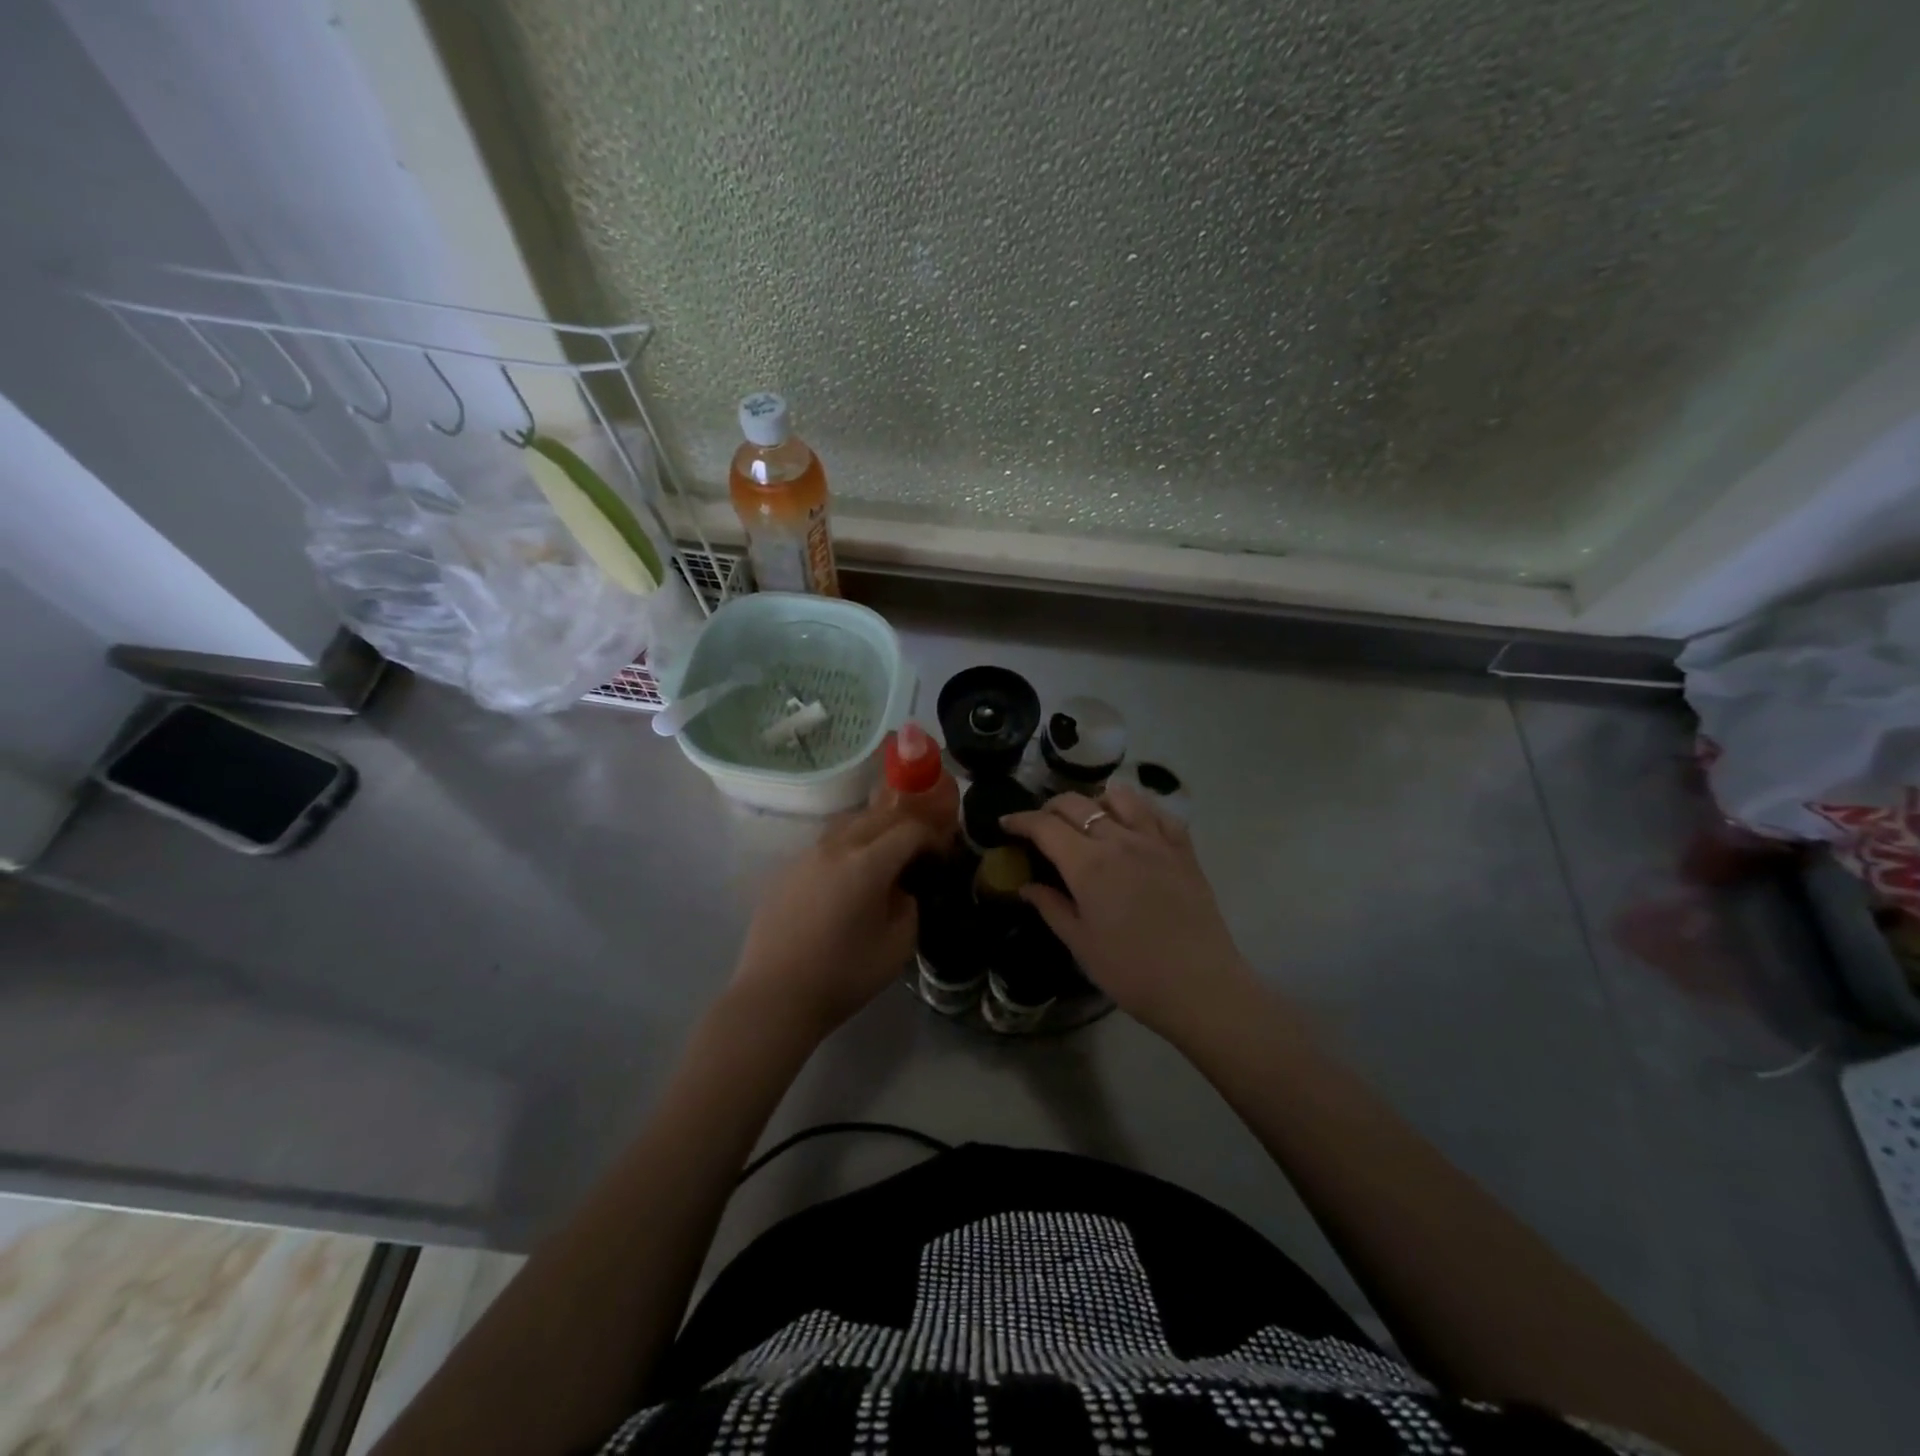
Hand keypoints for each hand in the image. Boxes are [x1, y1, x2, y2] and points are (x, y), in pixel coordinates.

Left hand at [730, 804, 935, 1038]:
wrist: (775, 995)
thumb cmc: (842, 976)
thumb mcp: (897, 947)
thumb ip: (909, 907)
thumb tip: (902, 889)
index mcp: (868, 864)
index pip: (909, 830)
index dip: (931, 838)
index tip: (940, 856)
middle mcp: (836, 847)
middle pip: (878, 816)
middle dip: (904, 827)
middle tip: (917, 851)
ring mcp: (806, 854)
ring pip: (848, 823)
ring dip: (874, 830)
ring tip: (884, 856)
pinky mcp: (786, 869)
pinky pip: (825, 843)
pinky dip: (847, 846)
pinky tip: (847, 875)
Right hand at [1003, 785, 1253, 1038]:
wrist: (1200, 987)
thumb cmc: (1131, 972)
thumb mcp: (1081, 944)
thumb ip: (1051, 907)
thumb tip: (1026, 886)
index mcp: (1087, 864)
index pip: (1045, 826)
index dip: (1020, 820)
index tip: (1006, 824)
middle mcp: (1119, 840)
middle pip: (1078, 803)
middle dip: (1051, 808)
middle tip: (1041, 825)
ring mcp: (1155, 841)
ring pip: (1120, 797)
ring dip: (1096, 801)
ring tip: (1089, 818)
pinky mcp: (1184, 850)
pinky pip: (1160, 813)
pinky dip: (1140, 809)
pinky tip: (1134, 824)